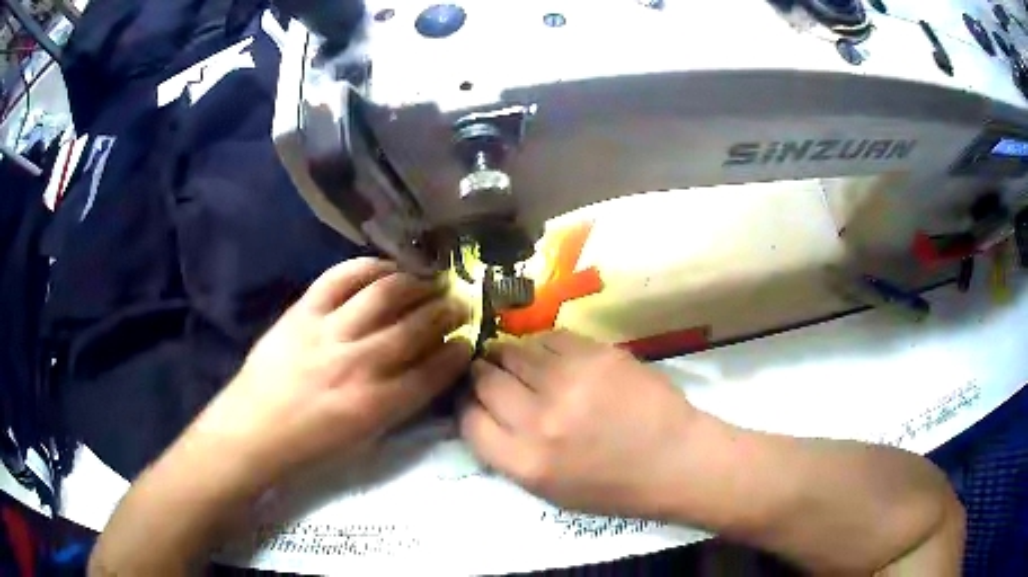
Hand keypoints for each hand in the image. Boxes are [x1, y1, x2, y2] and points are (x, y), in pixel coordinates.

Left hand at [192, 258, 472, 485]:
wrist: (253, 428)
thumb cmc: (310, 442)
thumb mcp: (363, 438)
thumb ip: (398, 403)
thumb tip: (427, 369)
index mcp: (376, 406)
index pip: (433, 372)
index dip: (457, 352)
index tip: (468, 340)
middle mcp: (358, 365)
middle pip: (415, 328)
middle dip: (447, 312)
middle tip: (459, 301)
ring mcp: (328, 332)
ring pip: (385, 295)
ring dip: (417, 284)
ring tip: (431, 279)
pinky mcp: (303, 311)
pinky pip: (341, 277)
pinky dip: (369, 267)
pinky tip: (388, 267)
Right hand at [460, 330, 699, 518]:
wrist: (675, 460)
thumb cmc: (613, 487)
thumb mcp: (547, 489)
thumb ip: (507, 452)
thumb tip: (479, 410)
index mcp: (525, 462)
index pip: (468, 420)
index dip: (466, 406)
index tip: (474, 400)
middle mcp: (539, 420)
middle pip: (484, 380)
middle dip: (483, 376)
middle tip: (494, 376)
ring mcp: (569, 381)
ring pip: (512, 351)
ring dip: (509, 356)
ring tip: (522, 363)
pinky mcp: (595, 354)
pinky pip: (547, 337)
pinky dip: (541, 346)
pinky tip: (552, 357)